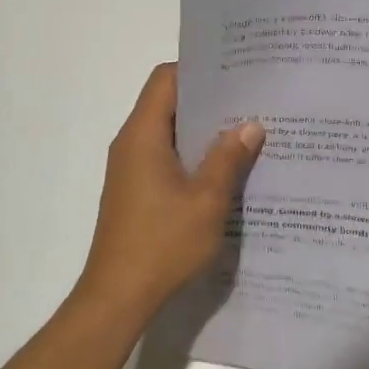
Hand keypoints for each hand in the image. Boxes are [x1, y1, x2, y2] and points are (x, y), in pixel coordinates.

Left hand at [75, 63, 264, 322]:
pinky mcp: (135, 191)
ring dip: (202, 131)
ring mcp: (131, 169)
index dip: (198, 70)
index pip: (165, 79)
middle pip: (168, 103)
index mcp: (143, 135)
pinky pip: (166, 158)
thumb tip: (251, 125)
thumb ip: (228, 158)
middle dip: (208, 100)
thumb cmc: (162, 245)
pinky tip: (225, 170)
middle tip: (252, 100)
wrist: (117, 298)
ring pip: (169, 132)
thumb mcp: (207, 201)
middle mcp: (131, 144)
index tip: (235, 72)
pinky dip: (192, 156)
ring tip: (246, 132)